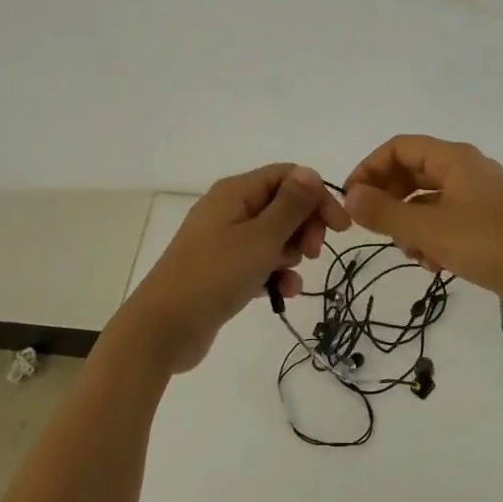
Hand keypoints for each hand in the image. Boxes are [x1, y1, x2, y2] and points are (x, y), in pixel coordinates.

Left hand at [124, 164, 349, 373]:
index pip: (288, 176)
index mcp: (235, 193)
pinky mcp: (222, 270)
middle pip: (282, 205)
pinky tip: (282, 293)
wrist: (163, 328)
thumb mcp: (261, 238)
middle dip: (304, 227)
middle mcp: (229, 210)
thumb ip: (290, 205)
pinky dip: (274, 273)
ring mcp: (223, 241)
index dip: (317, 197)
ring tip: (288, 277)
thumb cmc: (215, 276)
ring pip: (273, 236)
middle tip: (312, 253)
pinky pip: (258, 262)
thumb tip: (310, 173)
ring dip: (290, 255)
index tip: (339, 229)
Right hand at [344, 135, 502, 321]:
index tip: (351, 199)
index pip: (399, 148)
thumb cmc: (490, 246)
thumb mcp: (429, 230)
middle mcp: (468, 170)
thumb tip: (350, 196)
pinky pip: (449, 220)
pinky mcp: (491, 223)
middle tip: (374, 228)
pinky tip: (433, 264)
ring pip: (429, 200)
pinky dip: (433, 236)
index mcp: (455, 159)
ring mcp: (481, 197)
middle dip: (389, 199)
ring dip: (410, 223)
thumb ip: (385, 213)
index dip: (370, 168)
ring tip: (408, 252)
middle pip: (413, 172)